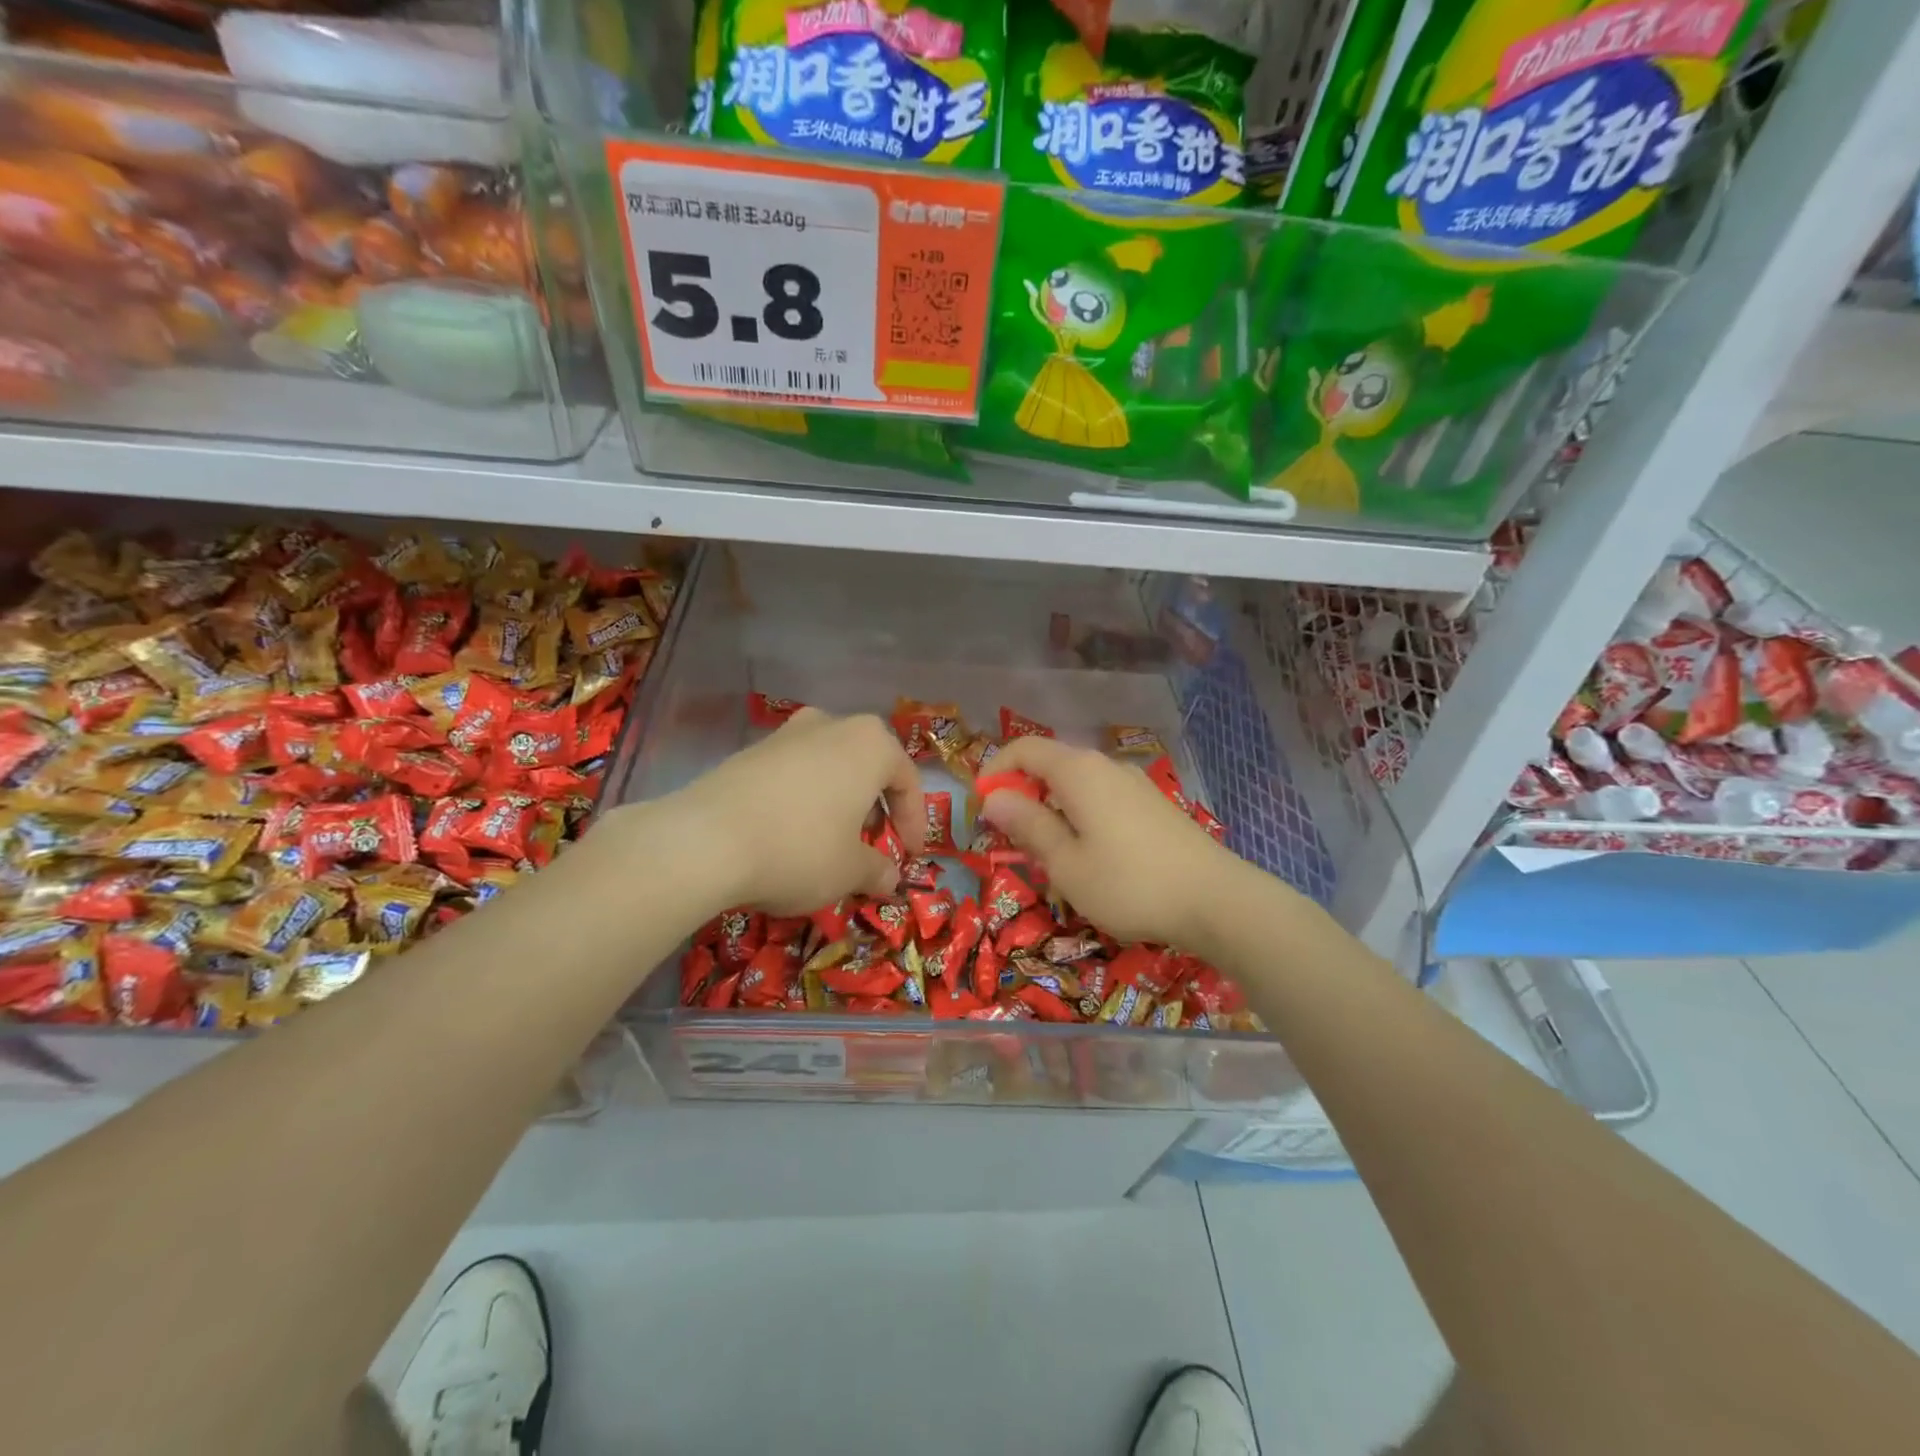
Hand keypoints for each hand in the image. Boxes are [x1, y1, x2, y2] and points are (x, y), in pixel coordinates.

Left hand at [652, 708, 923, 914]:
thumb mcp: (850, 870)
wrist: (705, 840)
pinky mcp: (748, 751)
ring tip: (830, 840)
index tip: (909, 855)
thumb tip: (890, 879)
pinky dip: (802, 800)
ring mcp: (786, 733)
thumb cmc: (800, 849)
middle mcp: (831, 725)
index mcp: (870, 744)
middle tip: (871, 843)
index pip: (907, 780)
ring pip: (828, 766)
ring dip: (837, 801)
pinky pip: (792, 774)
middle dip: (874, 806)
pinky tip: (788, 833)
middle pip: (867, 766)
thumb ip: (878, 870)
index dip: (914, 821)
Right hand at [979, 736, 1246, 949]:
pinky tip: (1089, 856)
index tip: (981, 810)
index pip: (1023, 749)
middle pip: (1051, 764)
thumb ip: (1028, 825)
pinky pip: (1102, 798)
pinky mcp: (1154, 805)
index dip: (994, 773)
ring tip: (1047, 854)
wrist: (1217, 901)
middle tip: (1009, 838)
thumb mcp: (1066, 863)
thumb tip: (994, 798)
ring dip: (1051, 808)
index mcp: (1078, 771)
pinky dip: (1080, 815)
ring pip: (1077, 784)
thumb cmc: (1129, 884)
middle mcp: (1106, 766)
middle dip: (1022, 793)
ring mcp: (1135, 784)